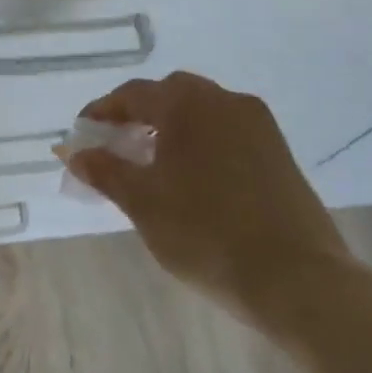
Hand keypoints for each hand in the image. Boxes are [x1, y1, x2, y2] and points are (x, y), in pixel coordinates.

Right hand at [62, 71, 348, 329]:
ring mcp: (258, 125)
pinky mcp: (278, 151)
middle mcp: (225, 101)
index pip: (132, 94)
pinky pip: (225, 131)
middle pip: (169, 95)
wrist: (296, 278)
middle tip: (116, 147)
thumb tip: (75, 152)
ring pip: (201, 112)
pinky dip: (199, 142)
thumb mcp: (142, 202)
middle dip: (137, 115)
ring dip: (170, 128)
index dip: (102, 112)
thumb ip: (104, 171)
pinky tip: (190, 178)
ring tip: (150, 165)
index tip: (82, 136)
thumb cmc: (205, 233)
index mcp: (188, 105)